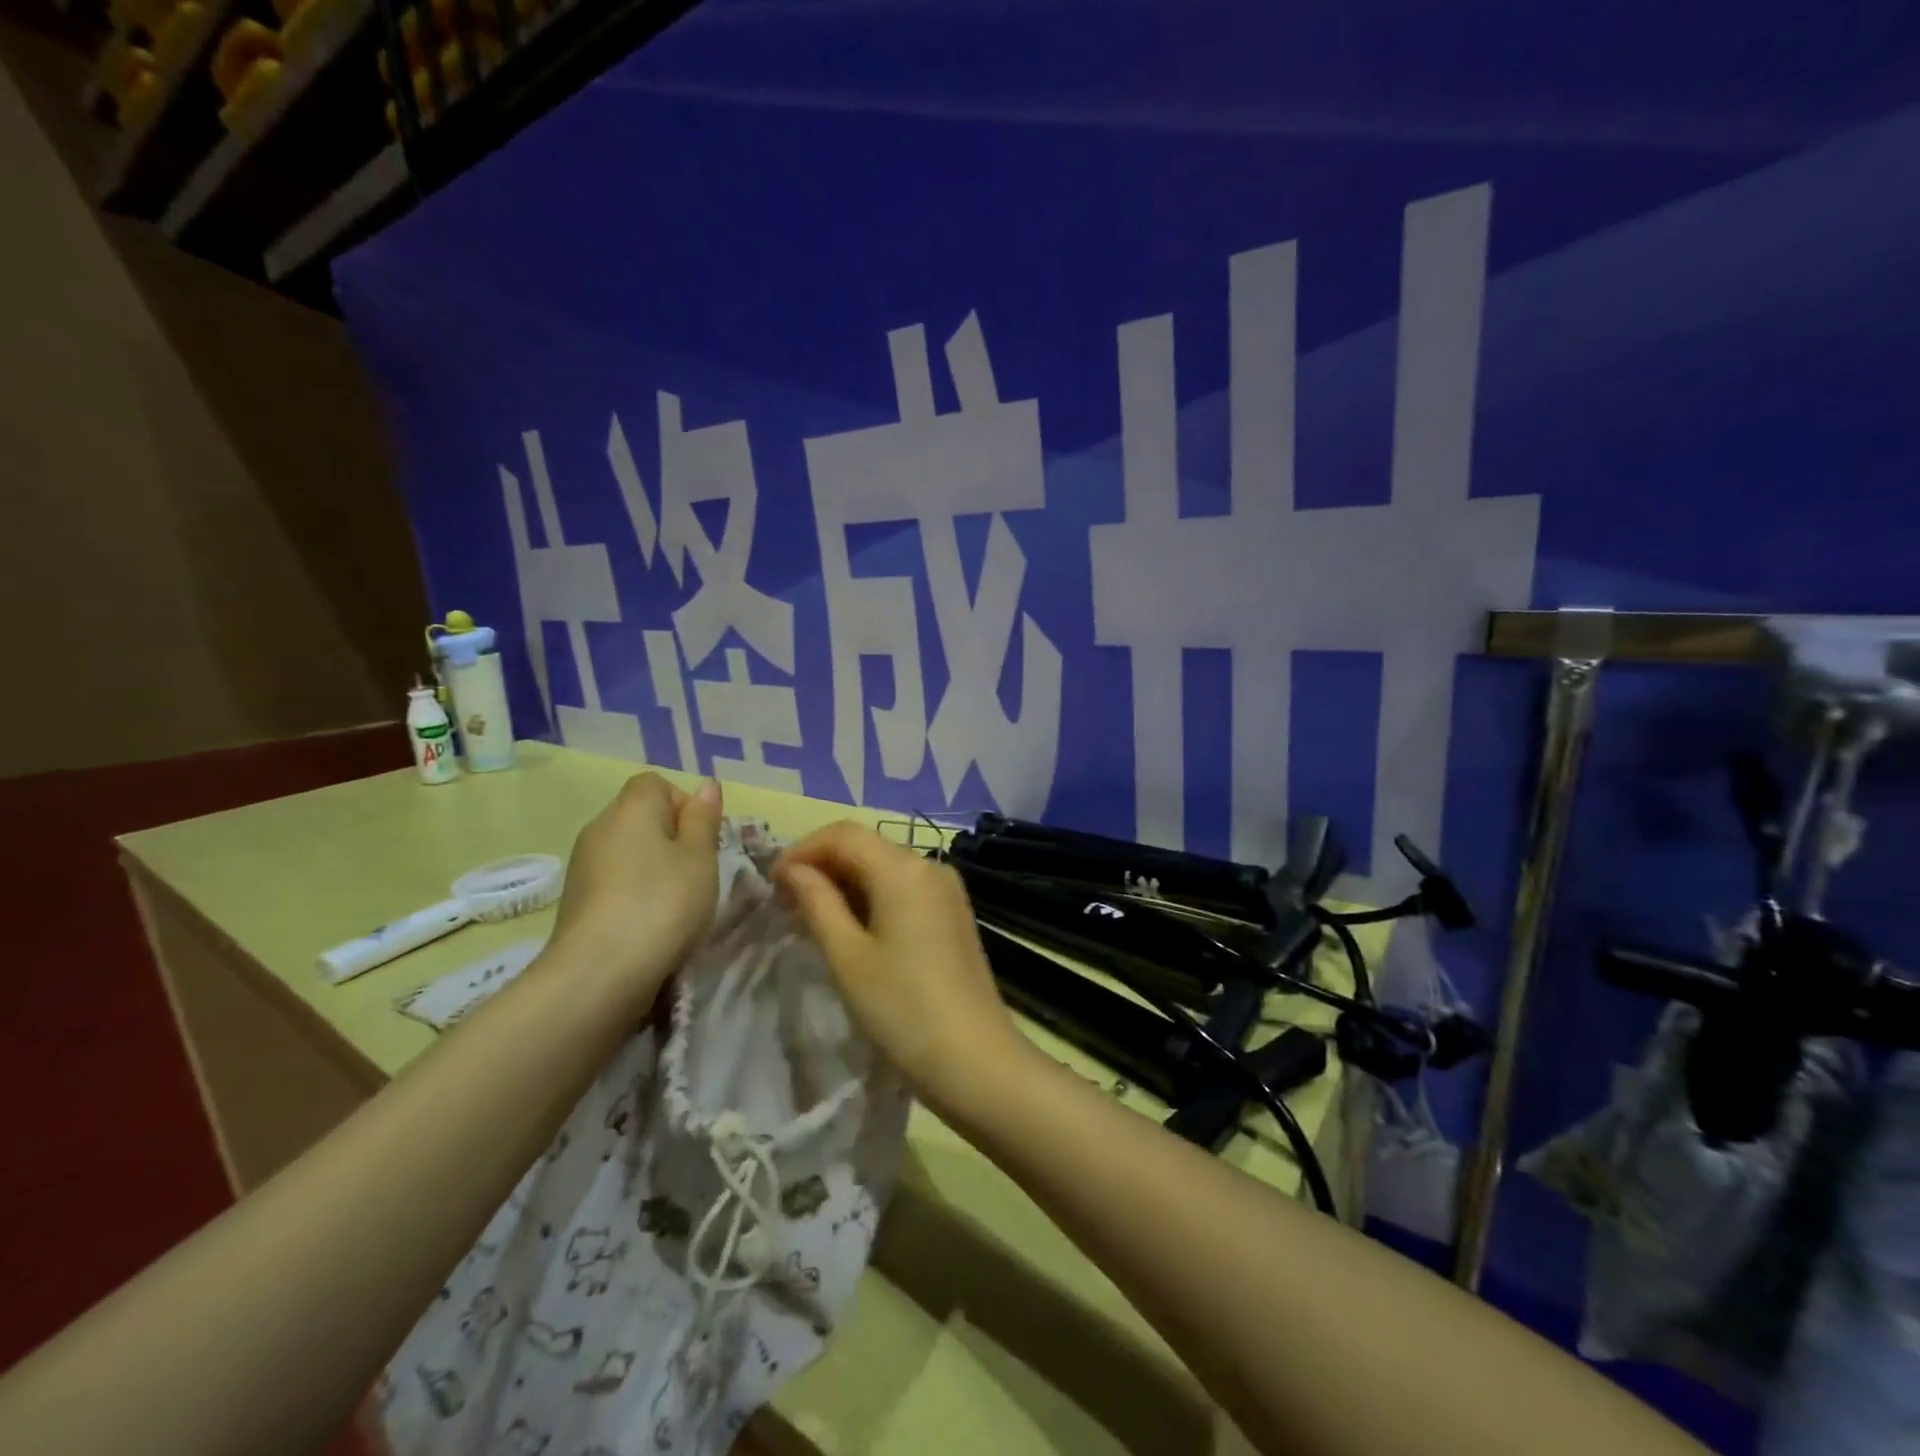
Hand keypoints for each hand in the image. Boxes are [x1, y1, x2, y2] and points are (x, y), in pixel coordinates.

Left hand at [546, 773, 722, 1005]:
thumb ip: (703, 819)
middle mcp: (599, 828)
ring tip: (675, 902)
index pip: (655, 784)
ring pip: (627, 851)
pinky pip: (614, 881)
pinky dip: (633, 893)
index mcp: (631, 808)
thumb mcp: (700, 858)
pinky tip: (649, 923)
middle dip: (671, 838)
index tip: (701, 839)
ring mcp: (582, 866)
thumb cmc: (662, 903)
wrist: (599, 973)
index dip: (683, 804)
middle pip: (640, 817)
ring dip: (653, 868)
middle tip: (696, 872)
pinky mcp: (576, 901)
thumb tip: (706, 785)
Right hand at [775, 823, 1031, 1119]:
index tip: (772, 883)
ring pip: (885, 866)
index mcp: (903, 868)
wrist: (974, 1058)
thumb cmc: (901, 1007)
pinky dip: (872, 896)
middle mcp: (929, 865)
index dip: (802, 850)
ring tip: (812, 917)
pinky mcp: (954, 912)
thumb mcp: (847, 956)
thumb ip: (817, 902)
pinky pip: (905, 887)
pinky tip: (853, 927)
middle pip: (866, 846)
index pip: (843, 834)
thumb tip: (792, 870)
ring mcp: (947, 888)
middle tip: (786, 903)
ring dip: (846, 882)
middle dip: (822, 865)